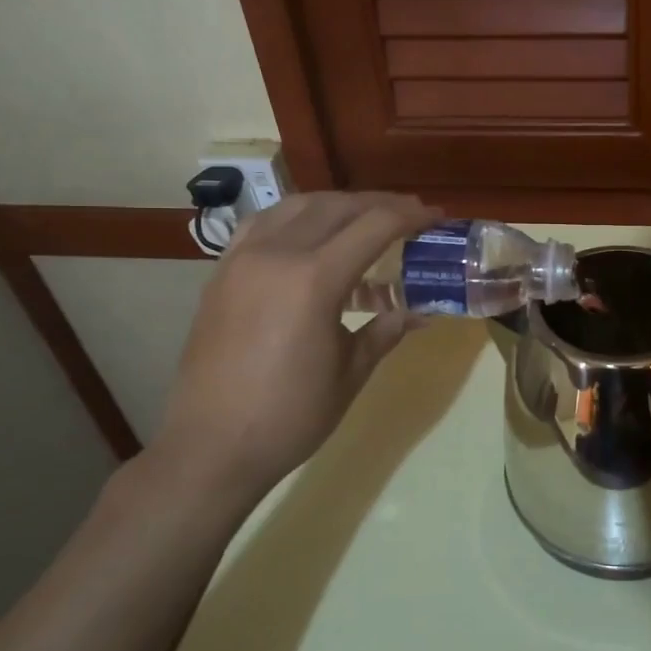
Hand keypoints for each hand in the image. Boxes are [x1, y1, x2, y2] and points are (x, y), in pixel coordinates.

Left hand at [152, 191, 438, 500]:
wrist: (212, 446)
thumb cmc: (291, 415)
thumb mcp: (351, 372)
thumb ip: (387, 330)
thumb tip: (422, 312)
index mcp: (314, 279)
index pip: (374, 226)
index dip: (411, 216)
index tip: (438, 217)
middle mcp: (276, 254)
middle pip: (338, 206)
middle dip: (380, 204)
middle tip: (410, 215)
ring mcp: (243, 259)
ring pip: (298, 206)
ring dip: (338, 204)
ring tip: (365, 219)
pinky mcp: (222, 272)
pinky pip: (263, 224)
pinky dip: (296, 217)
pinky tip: (309, 235)